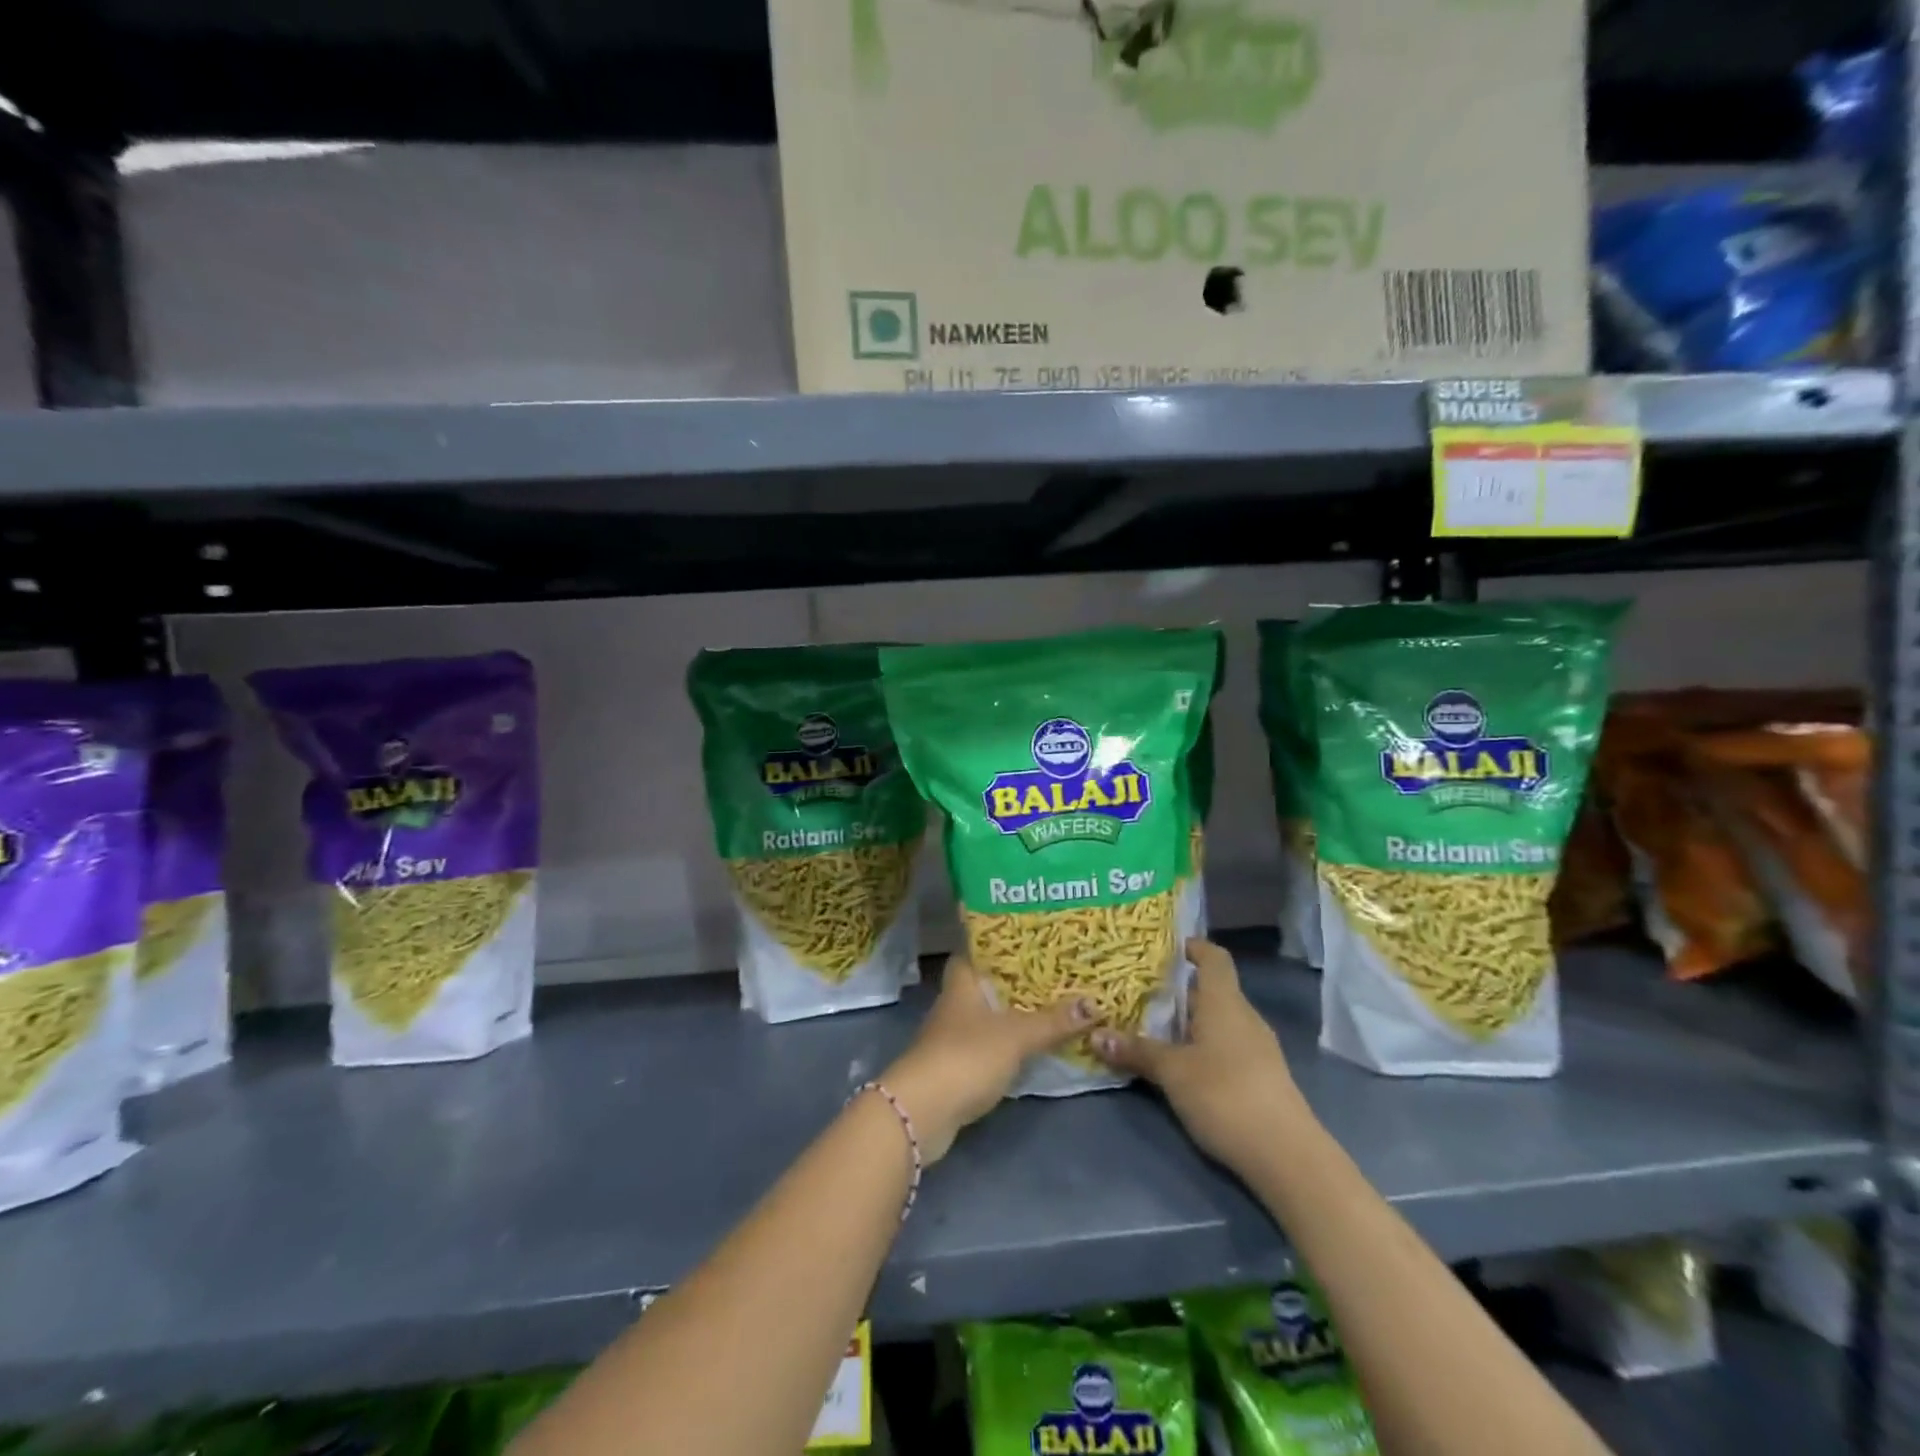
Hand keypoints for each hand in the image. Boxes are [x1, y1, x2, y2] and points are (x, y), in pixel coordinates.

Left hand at [881, 954, 1090, 1162]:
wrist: (923, 1111)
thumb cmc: (967, 1056)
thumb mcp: (1016, 1035)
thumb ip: (1053, 1021)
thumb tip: (1094, 1003)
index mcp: (963, 981)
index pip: (979, 949)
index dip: (1003, 942)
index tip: (1033, 938)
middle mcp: (955, 1002)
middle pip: (988, 983)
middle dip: (1018, 980)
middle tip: (1057, 973)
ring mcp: (953, 1035)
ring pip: (990, 1015)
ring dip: (1015, 1013)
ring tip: (1054, 1005)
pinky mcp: (957, 1065)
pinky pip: (989, 1044)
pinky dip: (1010, 1043)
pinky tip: (1034, 1044)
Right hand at [1093, 938, 1308, 1169]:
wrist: (1287, 1156)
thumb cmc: (1225, 1094)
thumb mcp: (1172, 1072)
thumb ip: (1136, 1051)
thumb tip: (1095, 1034)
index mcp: (1224, 1001)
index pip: (1213, 957)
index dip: (1192, 947)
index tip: (1163, 948)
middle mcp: (1244, 1016)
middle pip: (1210, 990)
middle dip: (1176, 990)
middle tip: (1137, 991)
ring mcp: (1257, 1048)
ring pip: (1217, 1020)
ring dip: (1187, 1021)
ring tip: (1150, 1027)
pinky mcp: (1261, 1077)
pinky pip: (1225, 1046)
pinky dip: (1201, 1046)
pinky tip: (1179, 1064)